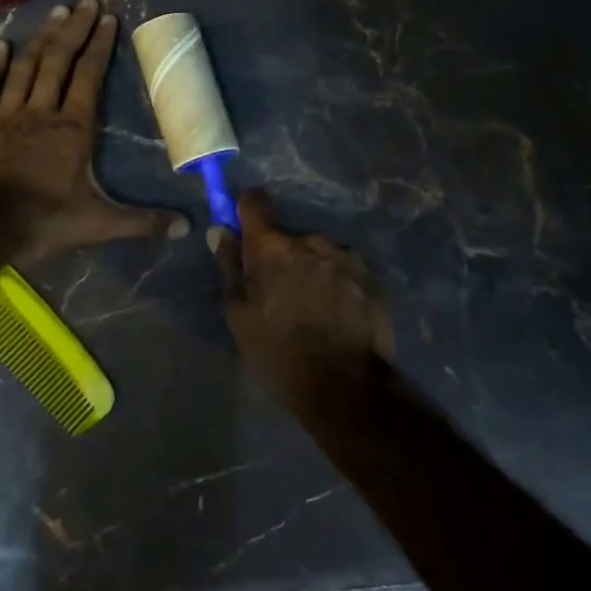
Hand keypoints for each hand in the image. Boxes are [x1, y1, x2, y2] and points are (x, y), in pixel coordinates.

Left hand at [0, 0, 188, 261]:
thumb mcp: (98, 224)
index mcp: (72, 128)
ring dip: (40, 39)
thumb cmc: (42, 221)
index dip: (99, 45)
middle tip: (84, 0)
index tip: (107, 17)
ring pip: (25, 68)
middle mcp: (40, 111)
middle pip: (59, 61)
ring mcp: (4, 116)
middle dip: (74, 29)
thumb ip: (142, 222)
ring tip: (53, 12)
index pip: (89, 76)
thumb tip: (187, 228)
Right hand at [210, 188, 393, 402]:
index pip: (255, 204)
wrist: (346, 386)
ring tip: (314, 308)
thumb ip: (230, 268)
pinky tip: (338, 313)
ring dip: (313, 269)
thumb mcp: (241, 317)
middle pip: (290, 237)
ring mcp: (345, 256)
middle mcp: (311, 241)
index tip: (244, 219)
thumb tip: (220, 230)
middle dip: (283, 256)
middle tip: (282, 293)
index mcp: (273, 249)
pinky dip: (338, 282)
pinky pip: (345, 269)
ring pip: (320, 253)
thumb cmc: (280, 354)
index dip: (246, 207)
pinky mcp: (370, 275)